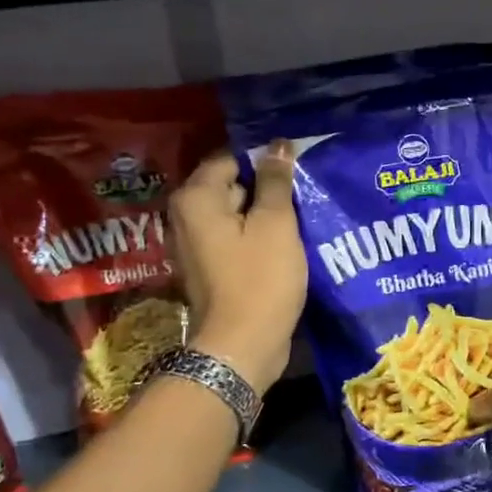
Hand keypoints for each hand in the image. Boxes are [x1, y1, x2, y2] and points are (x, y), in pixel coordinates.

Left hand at [168, 142, 305, 394]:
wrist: (242, 346)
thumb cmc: (260, 279)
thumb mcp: (276, 224)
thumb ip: (275, 181)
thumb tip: (277, 145)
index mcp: (196, 198)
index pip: (231, 158)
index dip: (265, 159)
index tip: (298, 166)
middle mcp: (185, 216)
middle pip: (232, 185)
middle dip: (267, 187)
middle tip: (305, 193)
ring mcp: (195, 244)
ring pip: (236, 214)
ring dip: (266, 214)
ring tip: (302, 217)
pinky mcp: (209, 268)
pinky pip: (235, 239)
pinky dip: (258, 237)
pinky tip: (287, 244)